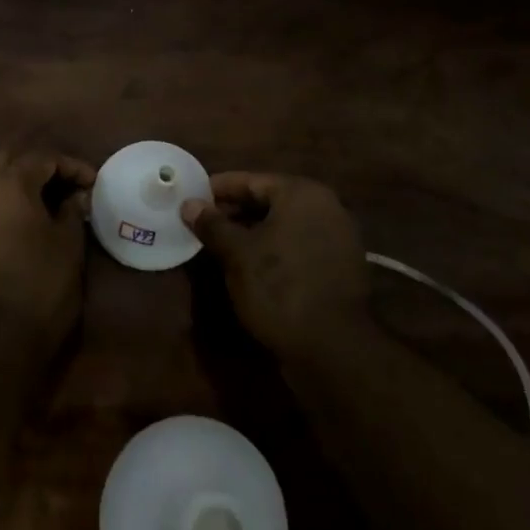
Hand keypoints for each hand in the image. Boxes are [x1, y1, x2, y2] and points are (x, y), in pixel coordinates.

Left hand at [0, 151, 95, 358]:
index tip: (93, 184)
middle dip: (40, 166)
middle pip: (11, 158)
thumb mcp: (68, 244)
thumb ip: (72, 210)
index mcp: (9, 180)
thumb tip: (75, 196)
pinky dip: (1, 198)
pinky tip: (22, 216)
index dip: (73, 167)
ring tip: (46, 199)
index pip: (44, 158)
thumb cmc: (40, 285)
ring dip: (17, 179)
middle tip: (67, 185)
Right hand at [182, 173, 370, 360]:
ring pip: (283, 225)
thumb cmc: (280, 287)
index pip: (251, 181)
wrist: (333, 348)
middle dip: (234, 211)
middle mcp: (325, 207)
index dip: (218, 189)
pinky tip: (250, 266)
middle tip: (201, 223)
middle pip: (269, 201)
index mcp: (302, 194)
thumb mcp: (238, 254)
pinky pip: (297, 246)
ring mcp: (337, 238)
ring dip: (252, 232)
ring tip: (219, 245)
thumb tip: (189, 204)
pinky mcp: (339, 267)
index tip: (191, 197)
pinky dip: (273, 250)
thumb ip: (212, 224)